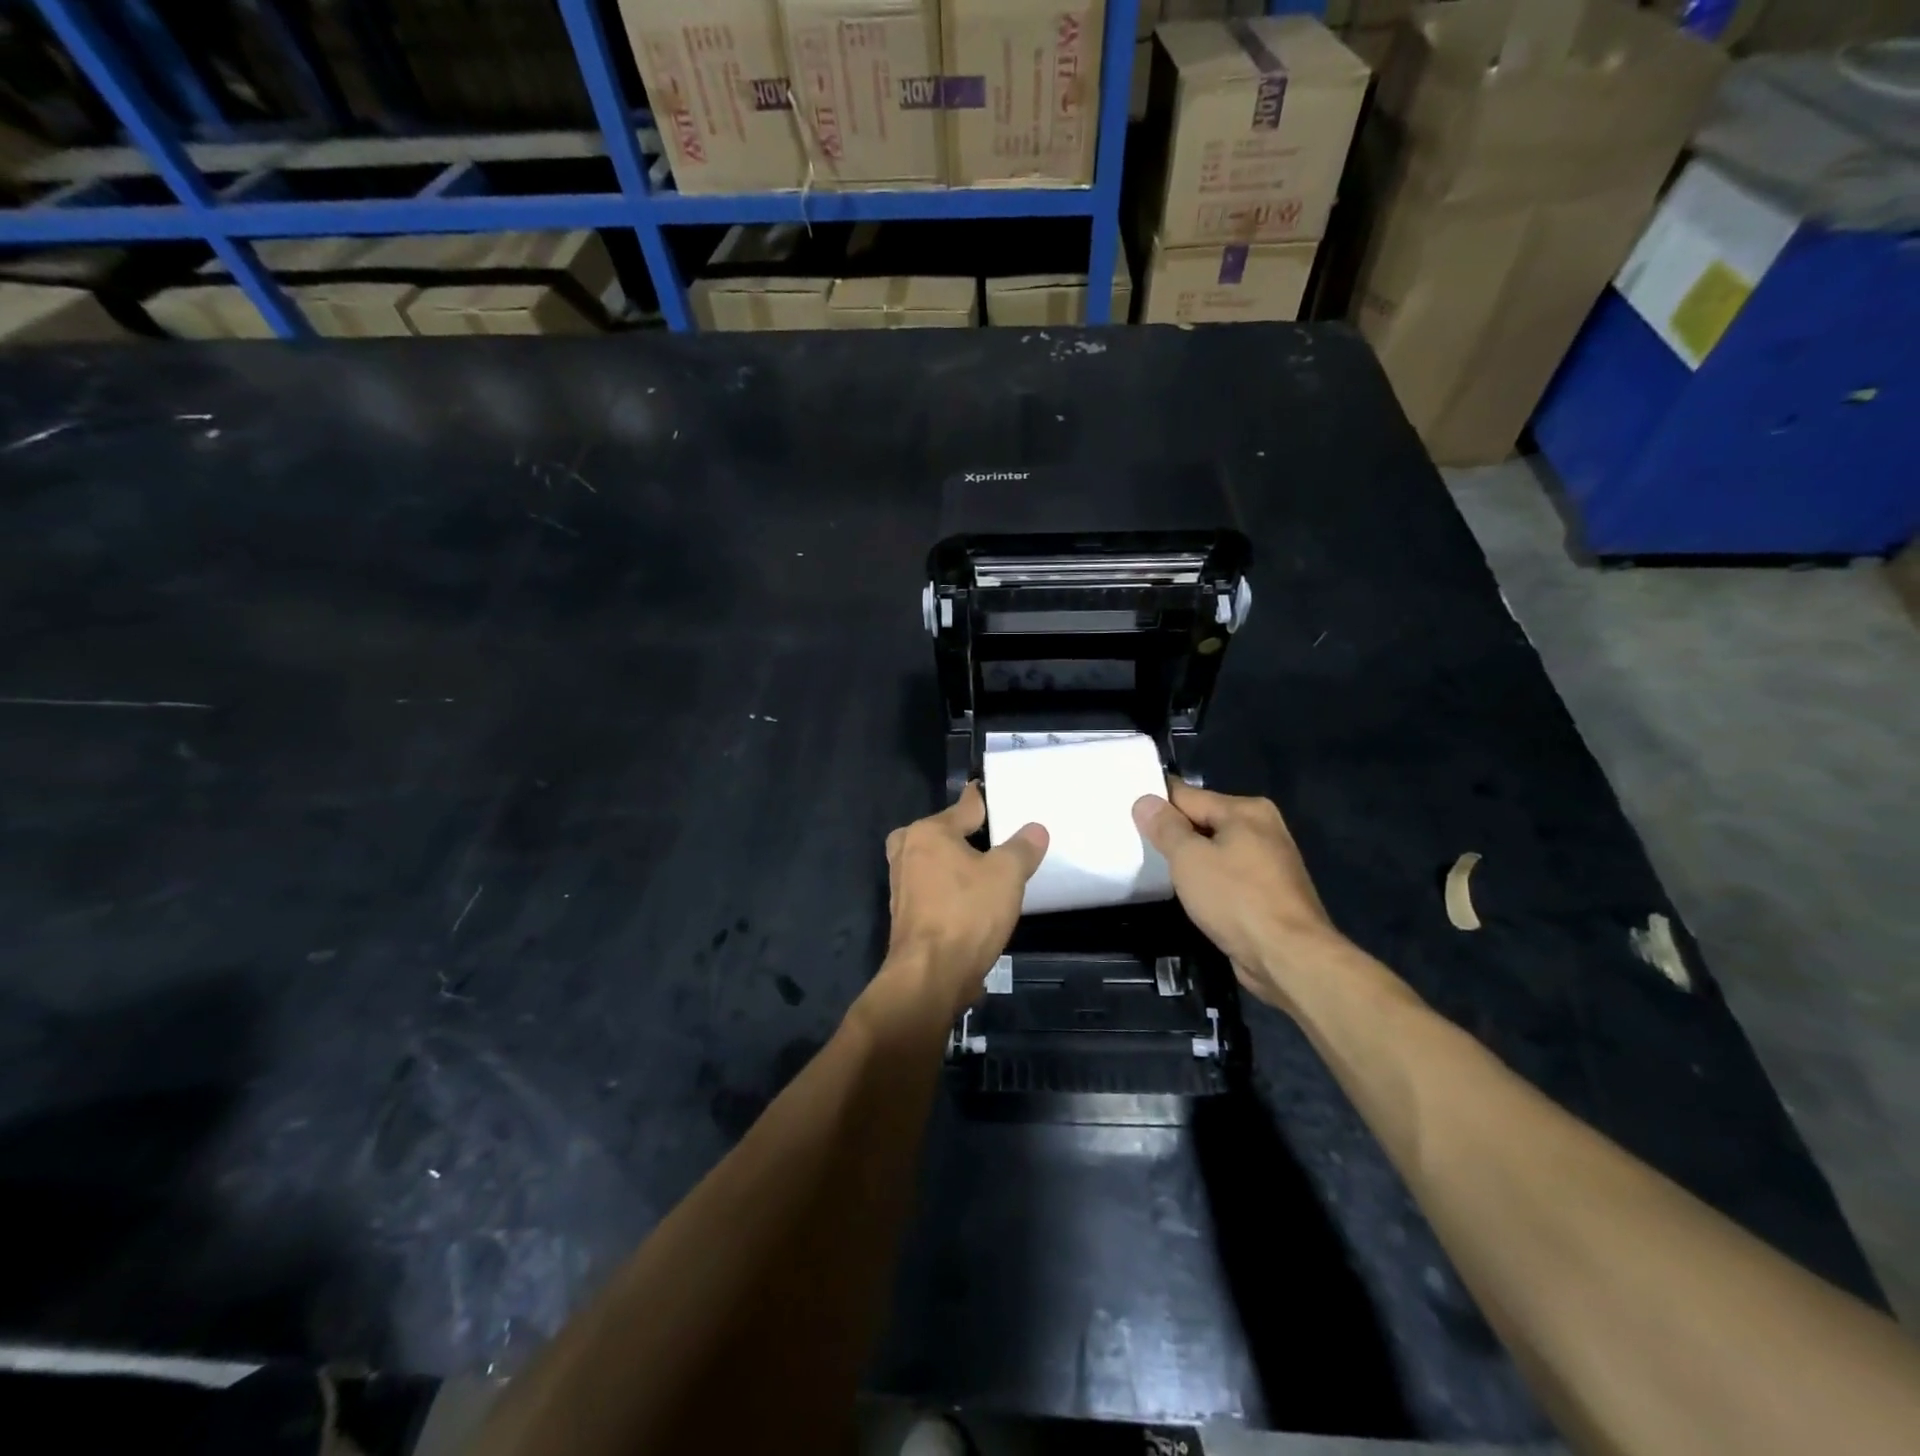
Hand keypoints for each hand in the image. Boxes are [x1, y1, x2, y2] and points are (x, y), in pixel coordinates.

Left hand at [879, 783, 1048, 1020]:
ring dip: (961, 866)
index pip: (966, 806)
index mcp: (928, 832)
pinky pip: (935, 888)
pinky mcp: (906, 913)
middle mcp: (907, 850)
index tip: (997, 793)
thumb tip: (1035, 829)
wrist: (930, 976)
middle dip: (971, 836)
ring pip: (939, 862)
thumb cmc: (967, 914)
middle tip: (1003, 840)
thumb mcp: (1007, 875)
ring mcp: (902, 884)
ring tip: (993, 872)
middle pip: (947, 833)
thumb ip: (1022, 848)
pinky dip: (953, 889)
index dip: (987, 801)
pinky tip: (975, 901)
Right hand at [1133, 781, 1346, 1011]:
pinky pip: (1228, 873)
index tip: (1126, 813)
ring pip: (1216, 849)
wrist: (1289, 957)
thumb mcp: (1189, 858)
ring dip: (1191, 858)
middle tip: (1134, 842)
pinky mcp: (1269, 891)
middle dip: (1173, 832)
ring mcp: (1269, 861)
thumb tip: (1145, 800)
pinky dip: (1208, 879)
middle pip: (1203, 820)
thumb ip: (1165, 827)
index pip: (1187, 795)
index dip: (1156, 804)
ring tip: (1155, 867)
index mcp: (1246, 810)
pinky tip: (1189, 892)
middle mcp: (1262, 827)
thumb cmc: (1236, 899)